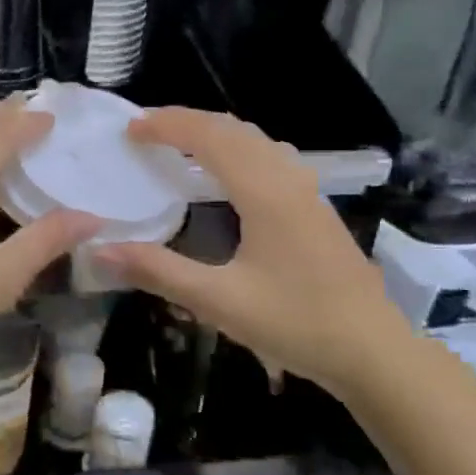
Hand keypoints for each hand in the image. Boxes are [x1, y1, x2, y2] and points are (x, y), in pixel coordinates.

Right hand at [95, 108, 410, 398]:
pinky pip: (268, 157)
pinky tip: (222, 174)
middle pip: (233, 129)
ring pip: (255, 140)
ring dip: (212, 132)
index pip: (210, 137)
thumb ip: (158, 271)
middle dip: (186, 121)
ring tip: (175, 143)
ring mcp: (307, 192)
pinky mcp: (314, 208)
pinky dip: (234, 149)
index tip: (130, 130)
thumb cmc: (297, 324)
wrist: (375, 353)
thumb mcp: (219, 301)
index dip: (168, 126)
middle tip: (144, 130)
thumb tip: (100, 250)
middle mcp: (288, 180)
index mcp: (265, 193)